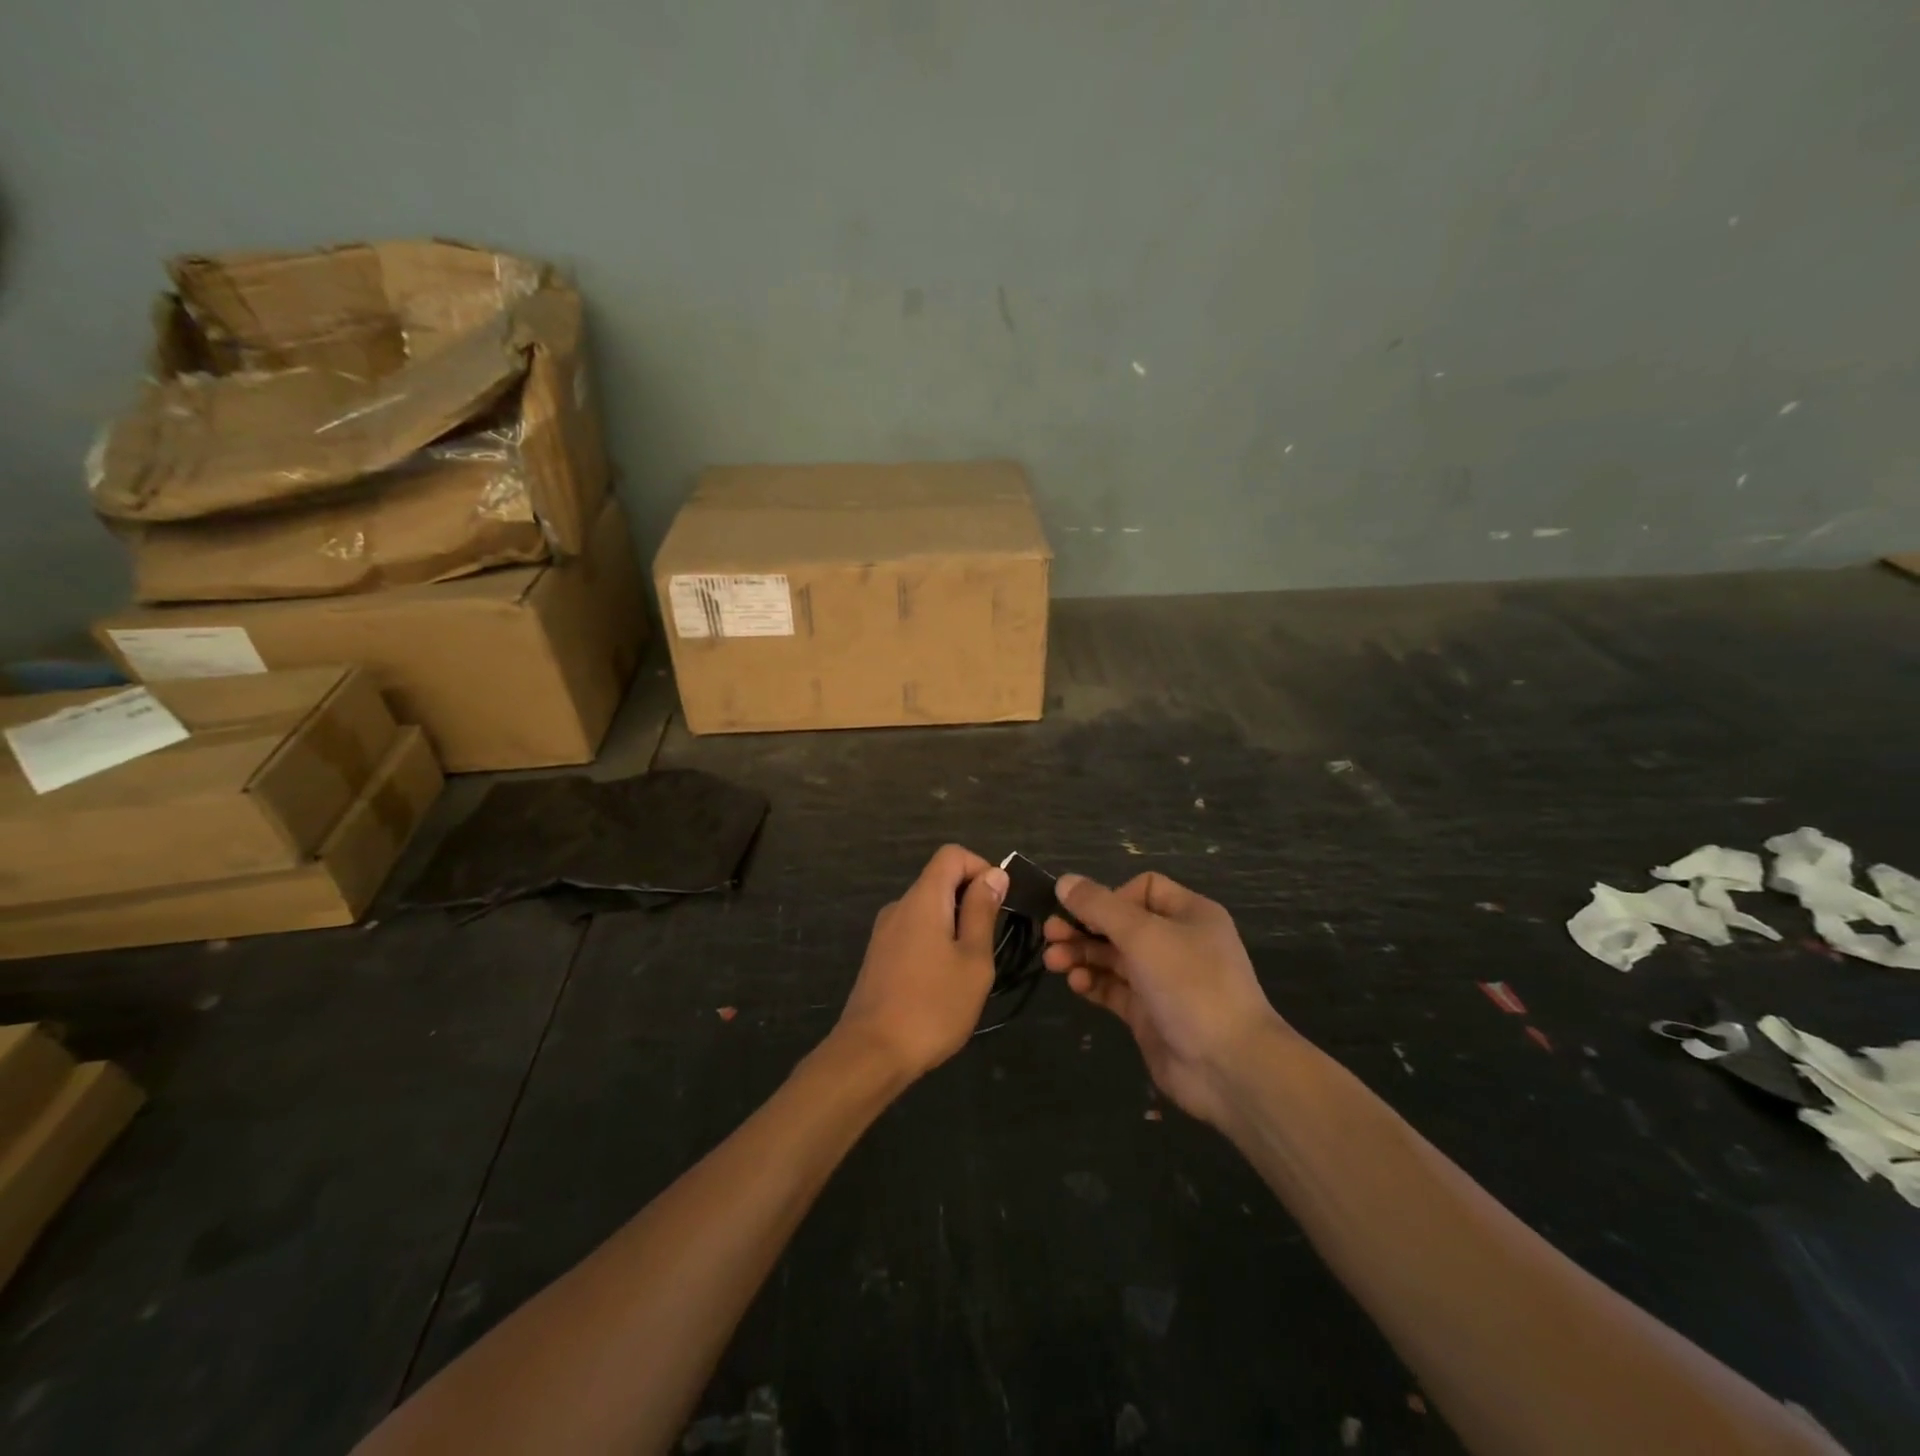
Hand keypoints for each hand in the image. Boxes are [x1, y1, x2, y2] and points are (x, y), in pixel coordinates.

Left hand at [835, 845, 1006, 1080]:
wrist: (871, 1053)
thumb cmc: (933, 1005)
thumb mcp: (973, 960)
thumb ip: (982, 912)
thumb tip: (993, 874)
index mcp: (923, 899)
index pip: (952, 854)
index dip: (981, 868)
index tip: (999, 904)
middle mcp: (899, 906)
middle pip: (939, 880)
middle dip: (971, 900)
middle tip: (990, 944)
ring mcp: (885, 932)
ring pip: (928, 909)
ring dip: (955, 925)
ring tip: (969, 968)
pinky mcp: (879, 956)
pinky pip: (914, 931)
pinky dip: (936, 941)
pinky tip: (943, 982)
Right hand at [1044, 872, 1291, 1125]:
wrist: (1228, 1066)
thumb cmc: (1190, 985)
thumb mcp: (1143, 935)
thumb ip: (1099, 906)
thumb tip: (1064, 881)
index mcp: (1189, 914)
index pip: (1143, 889)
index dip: (1111, 896)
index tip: (1086, 912)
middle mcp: (1176, 943)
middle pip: (1121, 923)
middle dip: (1084, 926)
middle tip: (1050, 933)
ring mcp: (1162, 980)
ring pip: (1113, 957)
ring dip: (1081, 954)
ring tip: (1053, 961)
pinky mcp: (1148, 1014)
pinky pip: (1113, 988)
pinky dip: (1092, 982)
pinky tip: (1075, 983)